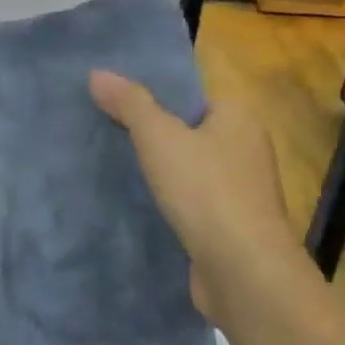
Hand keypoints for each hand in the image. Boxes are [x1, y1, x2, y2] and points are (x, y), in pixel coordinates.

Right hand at [89, 69, 302, 330]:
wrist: (243, 272)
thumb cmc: (206, 191)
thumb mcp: (160, 138)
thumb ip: (130, 104)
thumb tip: (97, 73)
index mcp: (240, 117)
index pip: (193, 96)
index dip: (156, 97)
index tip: (115, 102)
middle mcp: (247, 149)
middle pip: (190, 132)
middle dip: (153, 136)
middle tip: (104, 133)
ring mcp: (241, 192)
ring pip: (190, 170)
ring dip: (160, 173)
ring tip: (113, 167)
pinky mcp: (230, 227)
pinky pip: (191, 203)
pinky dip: (169, 203)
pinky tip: (137, 206)